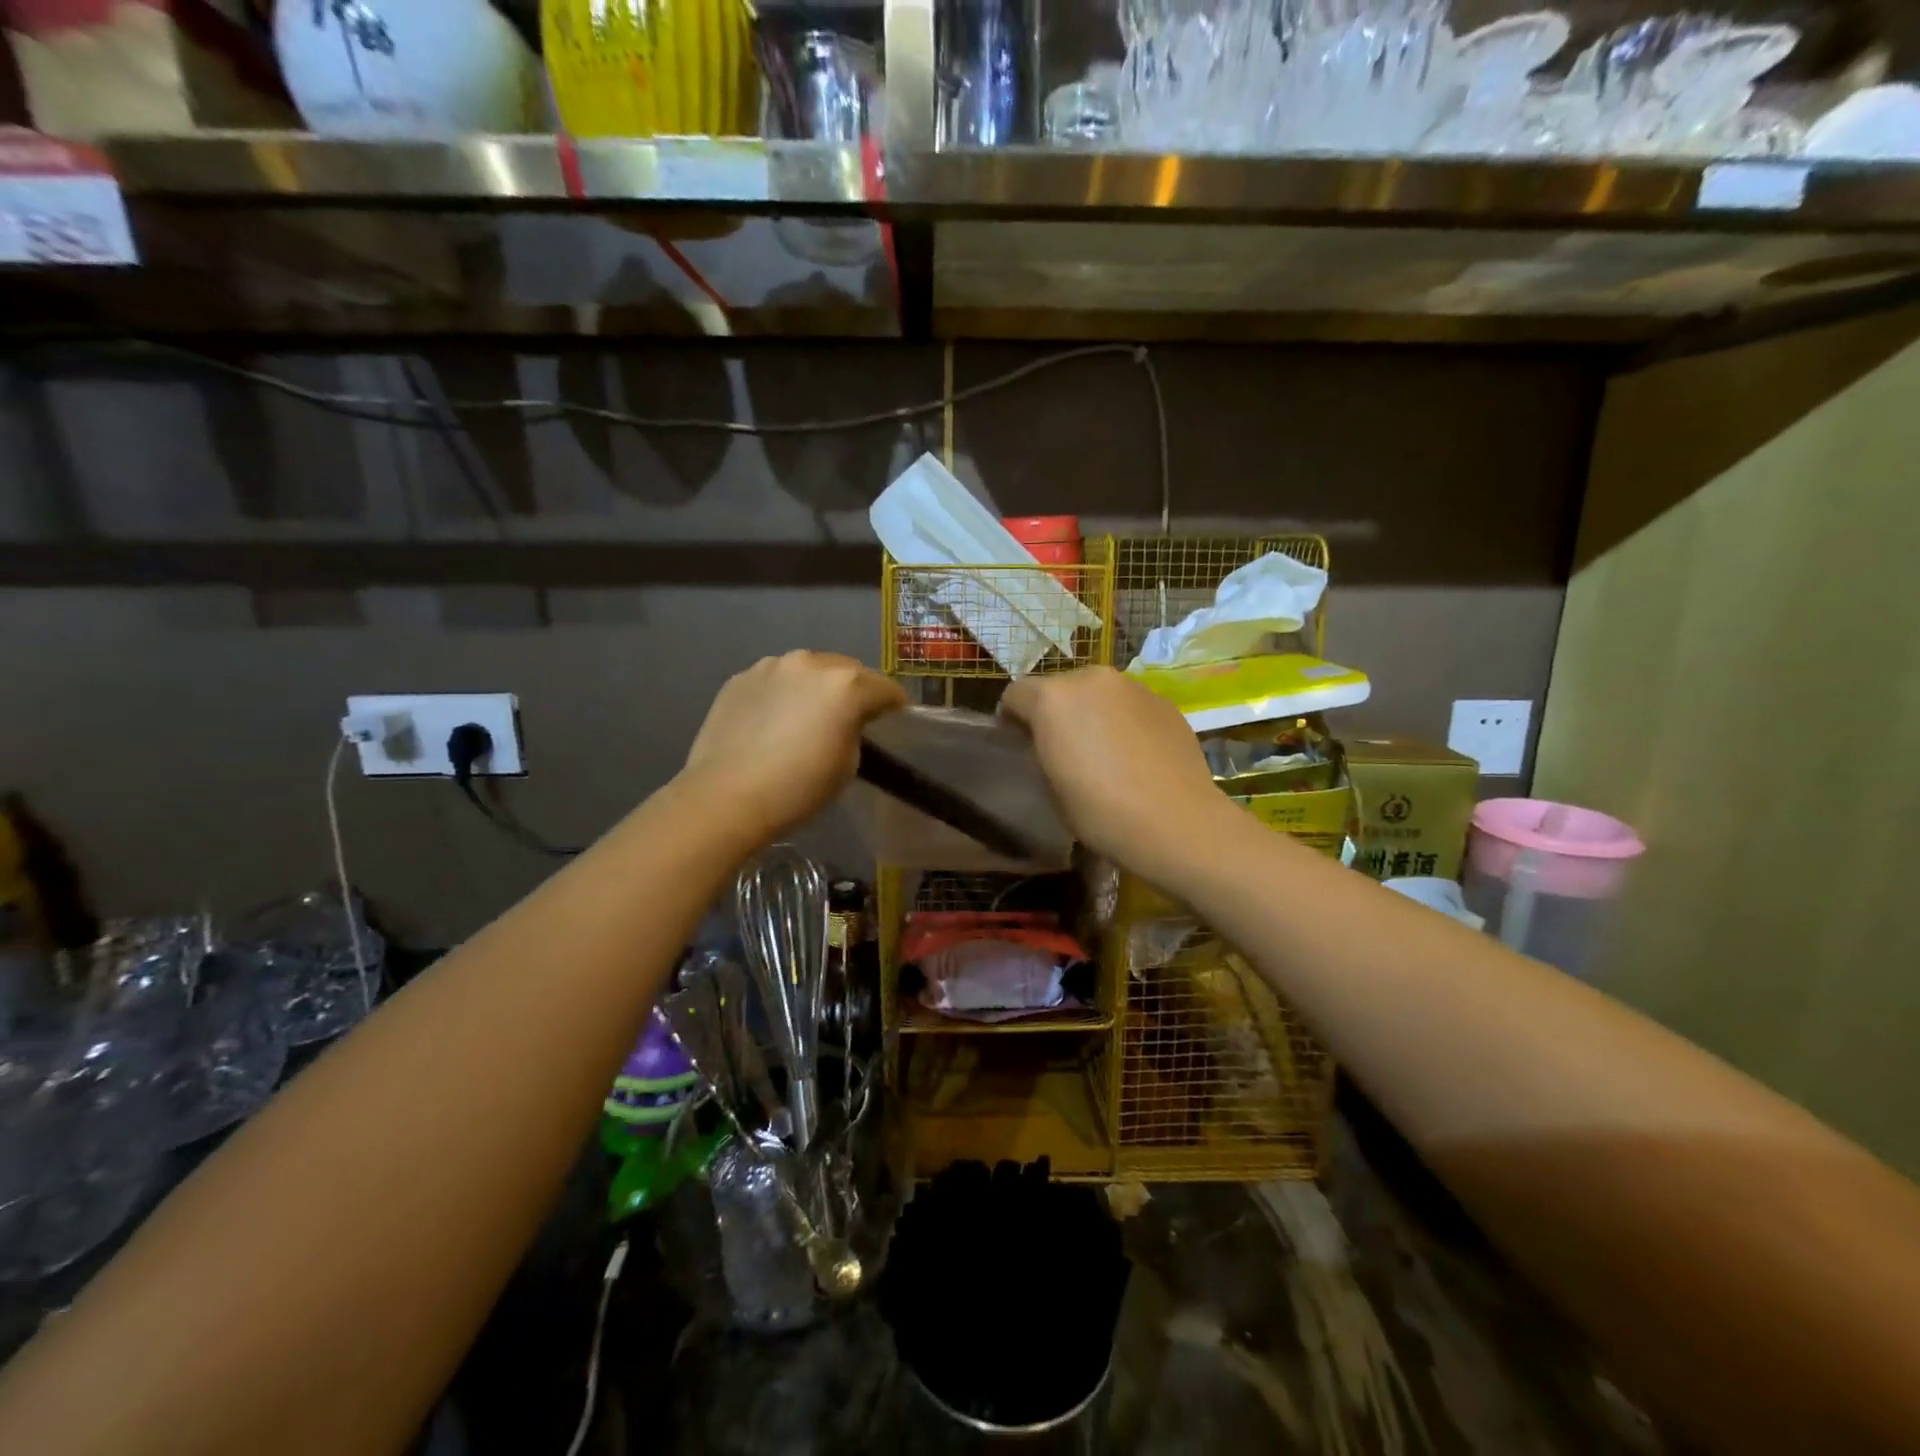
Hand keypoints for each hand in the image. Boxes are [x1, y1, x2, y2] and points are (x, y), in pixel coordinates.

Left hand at [682, 651, 906, 844]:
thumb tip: (846, 722)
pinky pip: (776, 680)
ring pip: (808, 670)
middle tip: (852, 717)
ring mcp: (771, 666)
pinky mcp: (741, 678)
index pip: (885, 688)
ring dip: (817, 687)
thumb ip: (854, 731)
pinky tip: (775, 721)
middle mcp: (811, 663)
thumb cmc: (798, 788)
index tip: (895, 719)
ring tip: (809, 715)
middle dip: (855, 690)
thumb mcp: (848, 765)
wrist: (726, 796)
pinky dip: (784, 693)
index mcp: (846, 685)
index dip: (894, 706)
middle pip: (847, 670)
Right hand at [1000, 667, 1223, 875]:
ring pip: (1098, 693)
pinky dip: (1125, 721)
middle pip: (1059, 687)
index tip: (1020, 746)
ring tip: (1103, 752)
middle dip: (1055, 712)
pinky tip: (1135, 755)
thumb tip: (1049, 743)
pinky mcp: (1164, 701)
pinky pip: (1130, 705)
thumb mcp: (1050, 785)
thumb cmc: (1100, 811)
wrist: (1176, 823)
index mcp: (1053, 698)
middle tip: (1063, 749)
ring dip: (1092, 713)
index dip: (1012, 720)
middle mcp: (1092, 679)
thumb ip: (1042, 750)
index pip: (1015, 694)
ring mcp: (1133, 686)